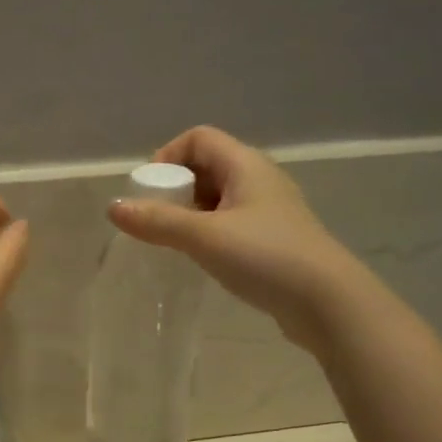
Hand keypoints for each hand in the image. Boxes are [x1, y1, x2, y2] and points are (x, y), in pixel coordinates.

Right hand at [107, 125, 356, 351]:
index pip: (198, 138)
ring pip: (219, 197)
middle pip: (207, 166)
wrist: (328, 302)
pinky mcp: (274, 239)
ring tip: (176, 242)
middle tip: (157, 220)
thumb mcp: (204, 237)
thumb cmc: (266, 257)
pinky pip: (231, 222)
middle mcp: (259, 179)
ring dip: (191, 213)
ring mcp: (270, 210)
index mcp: (246, 164)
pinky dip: (209, 232)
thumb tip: (113, 208)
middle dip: (176, 188)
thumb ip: (157, 222)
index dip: (168, 156)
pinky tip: (203, 258)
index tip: (149, 191)